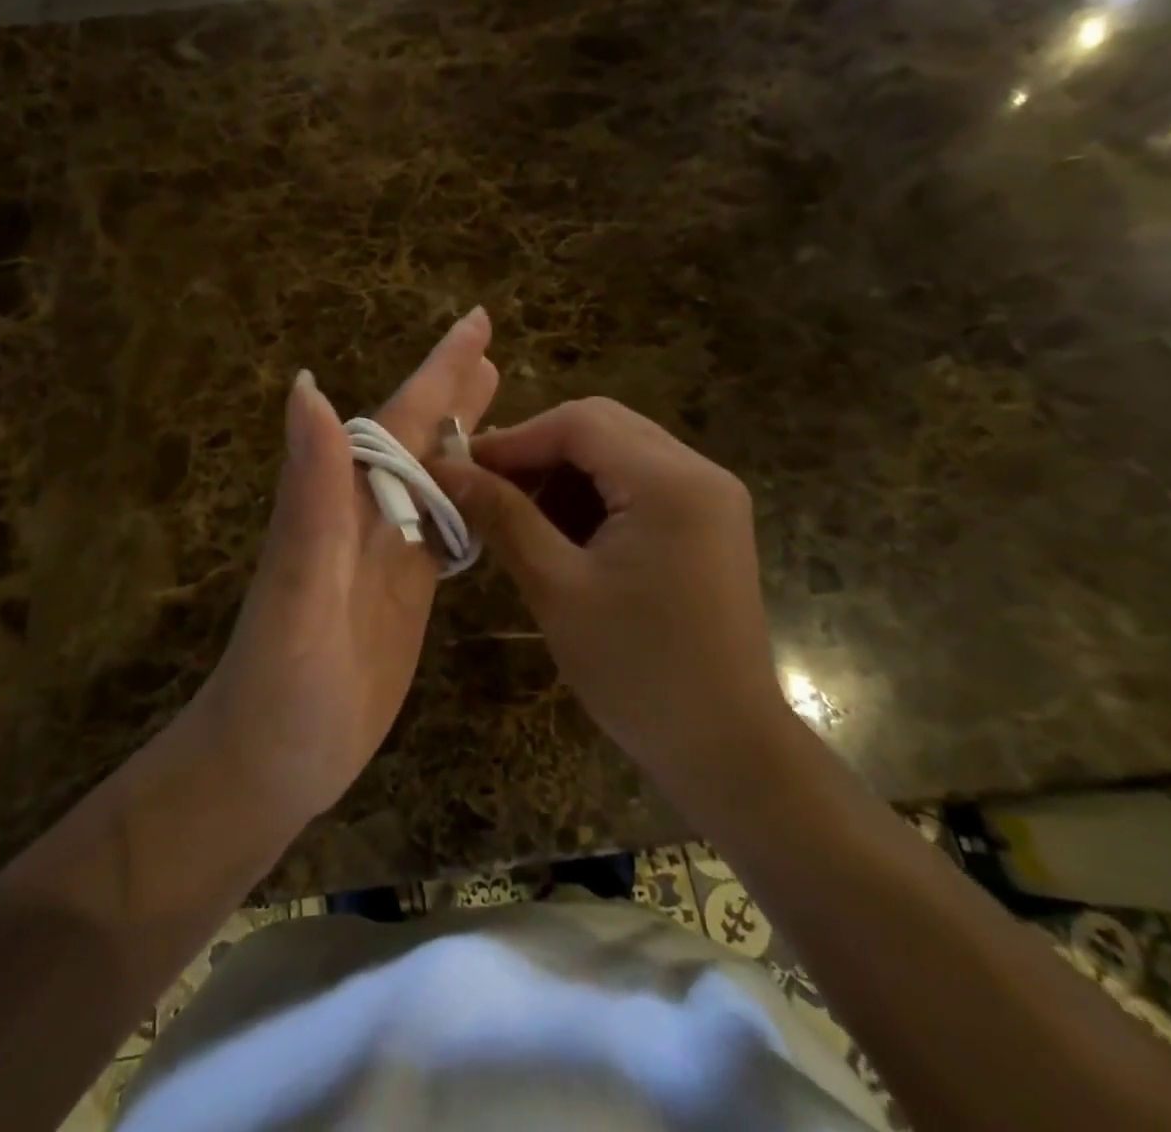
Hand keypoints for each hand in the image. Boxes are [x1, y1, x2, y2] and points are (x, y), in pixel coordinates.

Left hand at [198, 309, 498, 824]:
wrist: (271, 761)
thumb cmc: (281, 681)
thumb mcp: (297, 585)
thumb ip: (309, 491)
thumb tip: (308, 386)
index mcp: (340, 501)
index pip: (395, 420)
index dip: (437, 370)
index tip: (476, 323)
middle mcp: (363, 516)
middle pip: (416, 437)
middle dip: (452, 389)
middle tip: (492, 347)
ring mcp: (385, 554)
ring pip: (432, 478)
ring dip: (463, 435)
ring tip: (498, 396)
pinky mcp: (405, 593)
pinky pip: (442, 529)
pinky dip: (467, 498)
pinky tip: (488, 487)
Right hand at [432, 398, 793, 801]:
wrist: (725, 748)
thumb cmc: (636, 671)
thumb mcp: (556, 587)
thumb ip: (502, 516)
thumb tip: (444, 469)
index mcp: (670, 483)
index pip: (579, 423)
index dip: (513, 439)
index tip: (461, 470)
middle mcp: (699, 473)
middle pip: (601, 428)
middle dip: (537, 453)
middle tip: (485, 490)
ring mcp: (709, 497)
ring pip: (617, 452)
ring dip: (563, 476)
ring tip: (519, 519)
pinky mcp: (706, 523)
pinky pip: (637, 484)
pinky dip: (592, 497)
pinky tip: (561, 537)